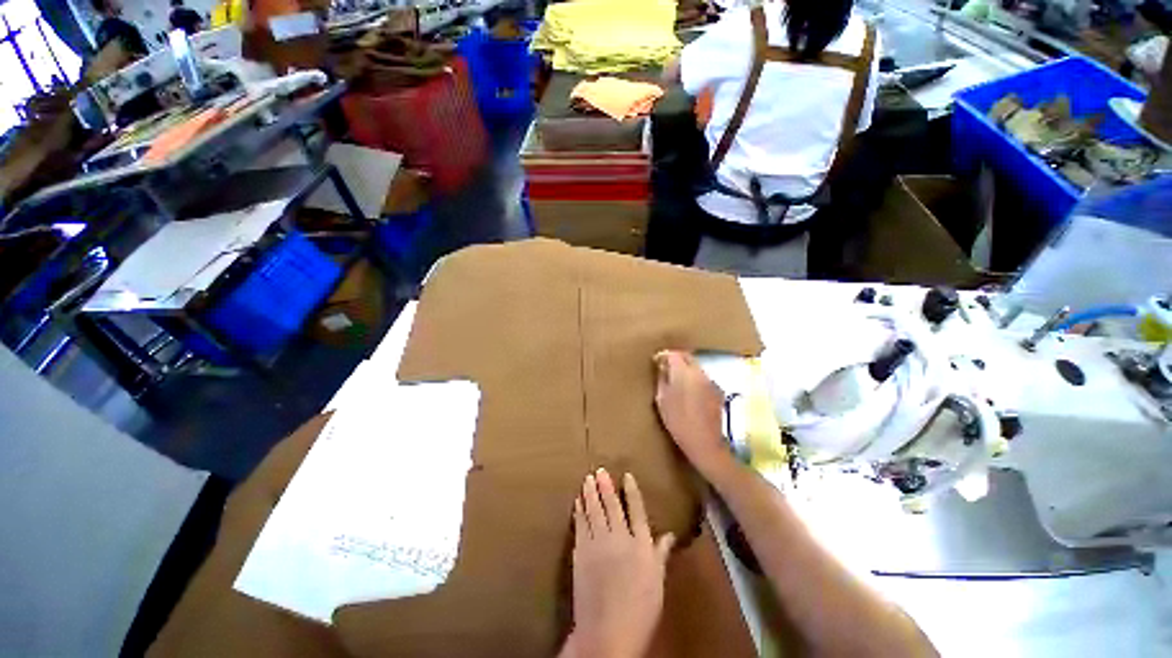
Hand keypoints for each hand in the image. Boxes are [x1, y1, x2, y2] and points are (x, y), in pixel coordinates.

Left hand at [561, 469, 674, 657]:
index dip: (632, 492)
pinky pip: (580, 525)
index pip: (637, 511)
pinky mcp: (581, 552)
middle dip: (606, 487)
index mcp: (640, 545)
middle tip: (600, 471)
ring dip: (590, 494)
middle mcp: (619, 538)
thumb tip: (669, 534)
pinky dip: (579, 512)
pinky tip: (577, 502)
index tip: (626, 475)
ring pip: (594, 511)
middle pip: (612, 506)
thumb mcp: (657, 582)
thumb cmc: (641, 609)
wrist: (608, 631)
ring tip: (587, 479)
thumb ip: (661, 554)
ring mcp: (598, 543)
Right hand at [653, 350, 730, 476]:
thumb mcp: (662, 399)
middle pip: (687, 357)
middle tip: (665, 367)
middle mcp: (699, 372)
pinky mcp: (717, 391)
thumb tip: (662, 367)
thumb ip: (662, 379)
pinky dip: (694, 379)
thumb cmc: (677, 421)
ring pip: (696, 367)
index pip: (673, 354)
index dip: (663, 355)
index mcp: (684, 373)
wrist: (704, 442)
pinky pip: (703, 378)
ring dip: (686, 368)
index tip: (656, 361)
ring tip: (676, 379)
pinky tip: (689, 391)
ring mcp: (711, 381)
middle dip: (676, 358)